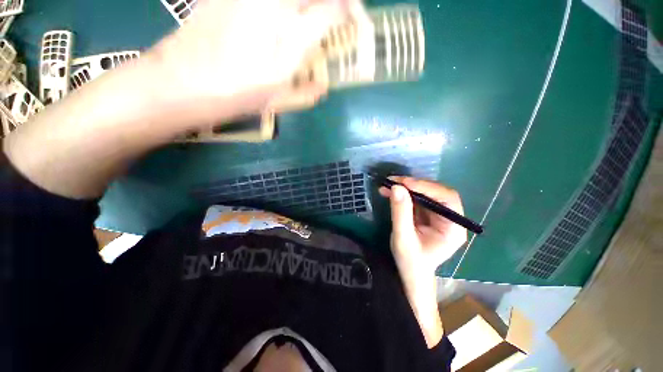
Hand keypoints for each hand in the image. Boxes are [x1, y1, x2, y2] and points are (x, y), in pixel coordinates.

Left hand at [145, 0, 354, 127]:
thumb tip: (323, 87)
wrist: (183, 81)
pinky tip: (282, 16)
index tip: (355, 22)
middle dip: (335, 1)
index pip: (333, 8)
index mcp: (289, 34)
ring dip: (309, 5)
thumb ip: (307, 90)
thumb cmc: (236, 94)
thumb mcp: (279, 99)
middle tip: (339, 11)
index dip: (350, 11)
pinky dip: (285, 7)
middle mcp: (272, 3)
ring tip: (312, 15)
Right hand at [380, 177, 466, 281]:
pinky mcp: (426, 214)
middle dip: (414, 185)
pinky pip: (416, 198)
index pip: (447, 199)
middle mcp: (449, 219)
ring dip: (406, 188)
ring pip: (425, 193)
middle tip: (393, 181)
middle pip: (436, 193)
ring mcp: (437, 215)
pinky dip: (402, 193)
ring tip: (387, 185)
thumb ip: (401, 213)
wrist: (409, 272)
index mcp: (453, 228)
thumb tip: (397, 187)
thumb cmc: (410, 261)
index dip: (427, 188)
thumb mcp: (403, 238)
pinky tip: (389, 192)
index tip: (405, 183)